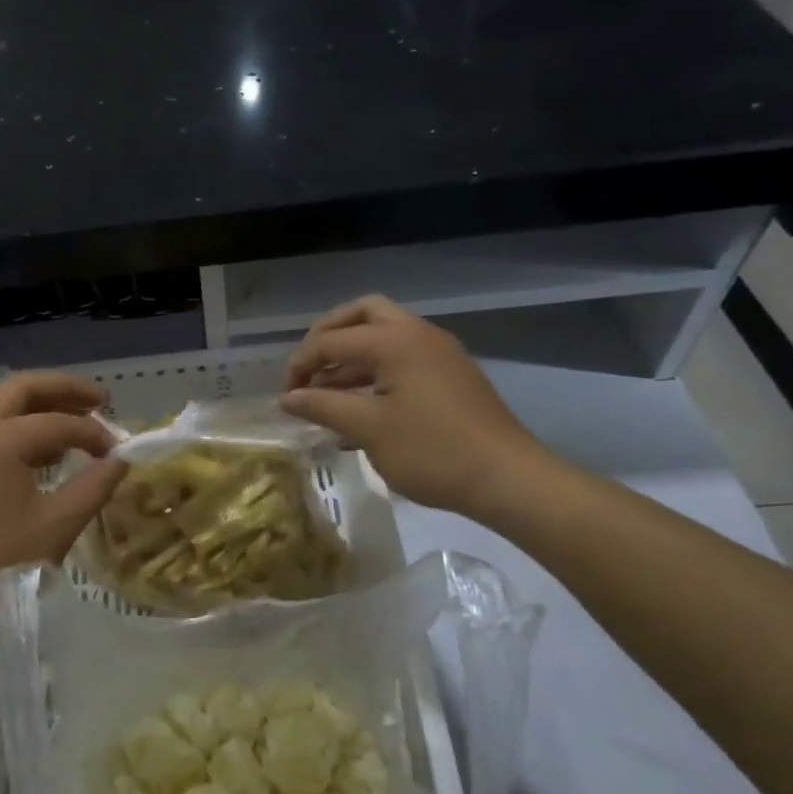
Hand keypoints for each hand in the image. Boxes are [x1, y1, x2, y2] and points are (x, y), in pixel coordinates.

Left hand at [0, 372, 126, 627]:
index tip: (118, 452)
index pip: (57, 422)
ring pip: (0, 407)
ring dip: (39, 408)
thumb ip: (95, 486)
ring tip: (77, 424)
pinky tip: (44, 454)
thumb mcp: (58, 526)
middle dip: (63, 390)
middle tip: (101, 400)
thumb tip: (120, 461)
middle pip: (20, 389)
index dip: (93, 432)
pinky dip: (18, 430)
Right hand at [279, 296, 551, 517]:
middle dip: (328, 337)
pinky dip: (373, 373)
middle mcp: (418, 335)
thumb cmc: (432, 451)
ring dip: (350, 358)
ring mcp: (438, 354)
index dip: (302, 364)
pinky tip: (357, 410)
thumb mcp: (369, 429)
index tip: (286, 396)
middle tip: (308, 368)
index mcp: (396, 341)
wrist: (506, 478)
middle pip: (362, 315)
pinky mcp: (449, 376)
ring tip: (325, 396)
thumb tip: (287, 398)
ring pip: (383, 337)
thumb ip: (323, 406)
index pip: (332, 339)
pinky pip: (401, 360)